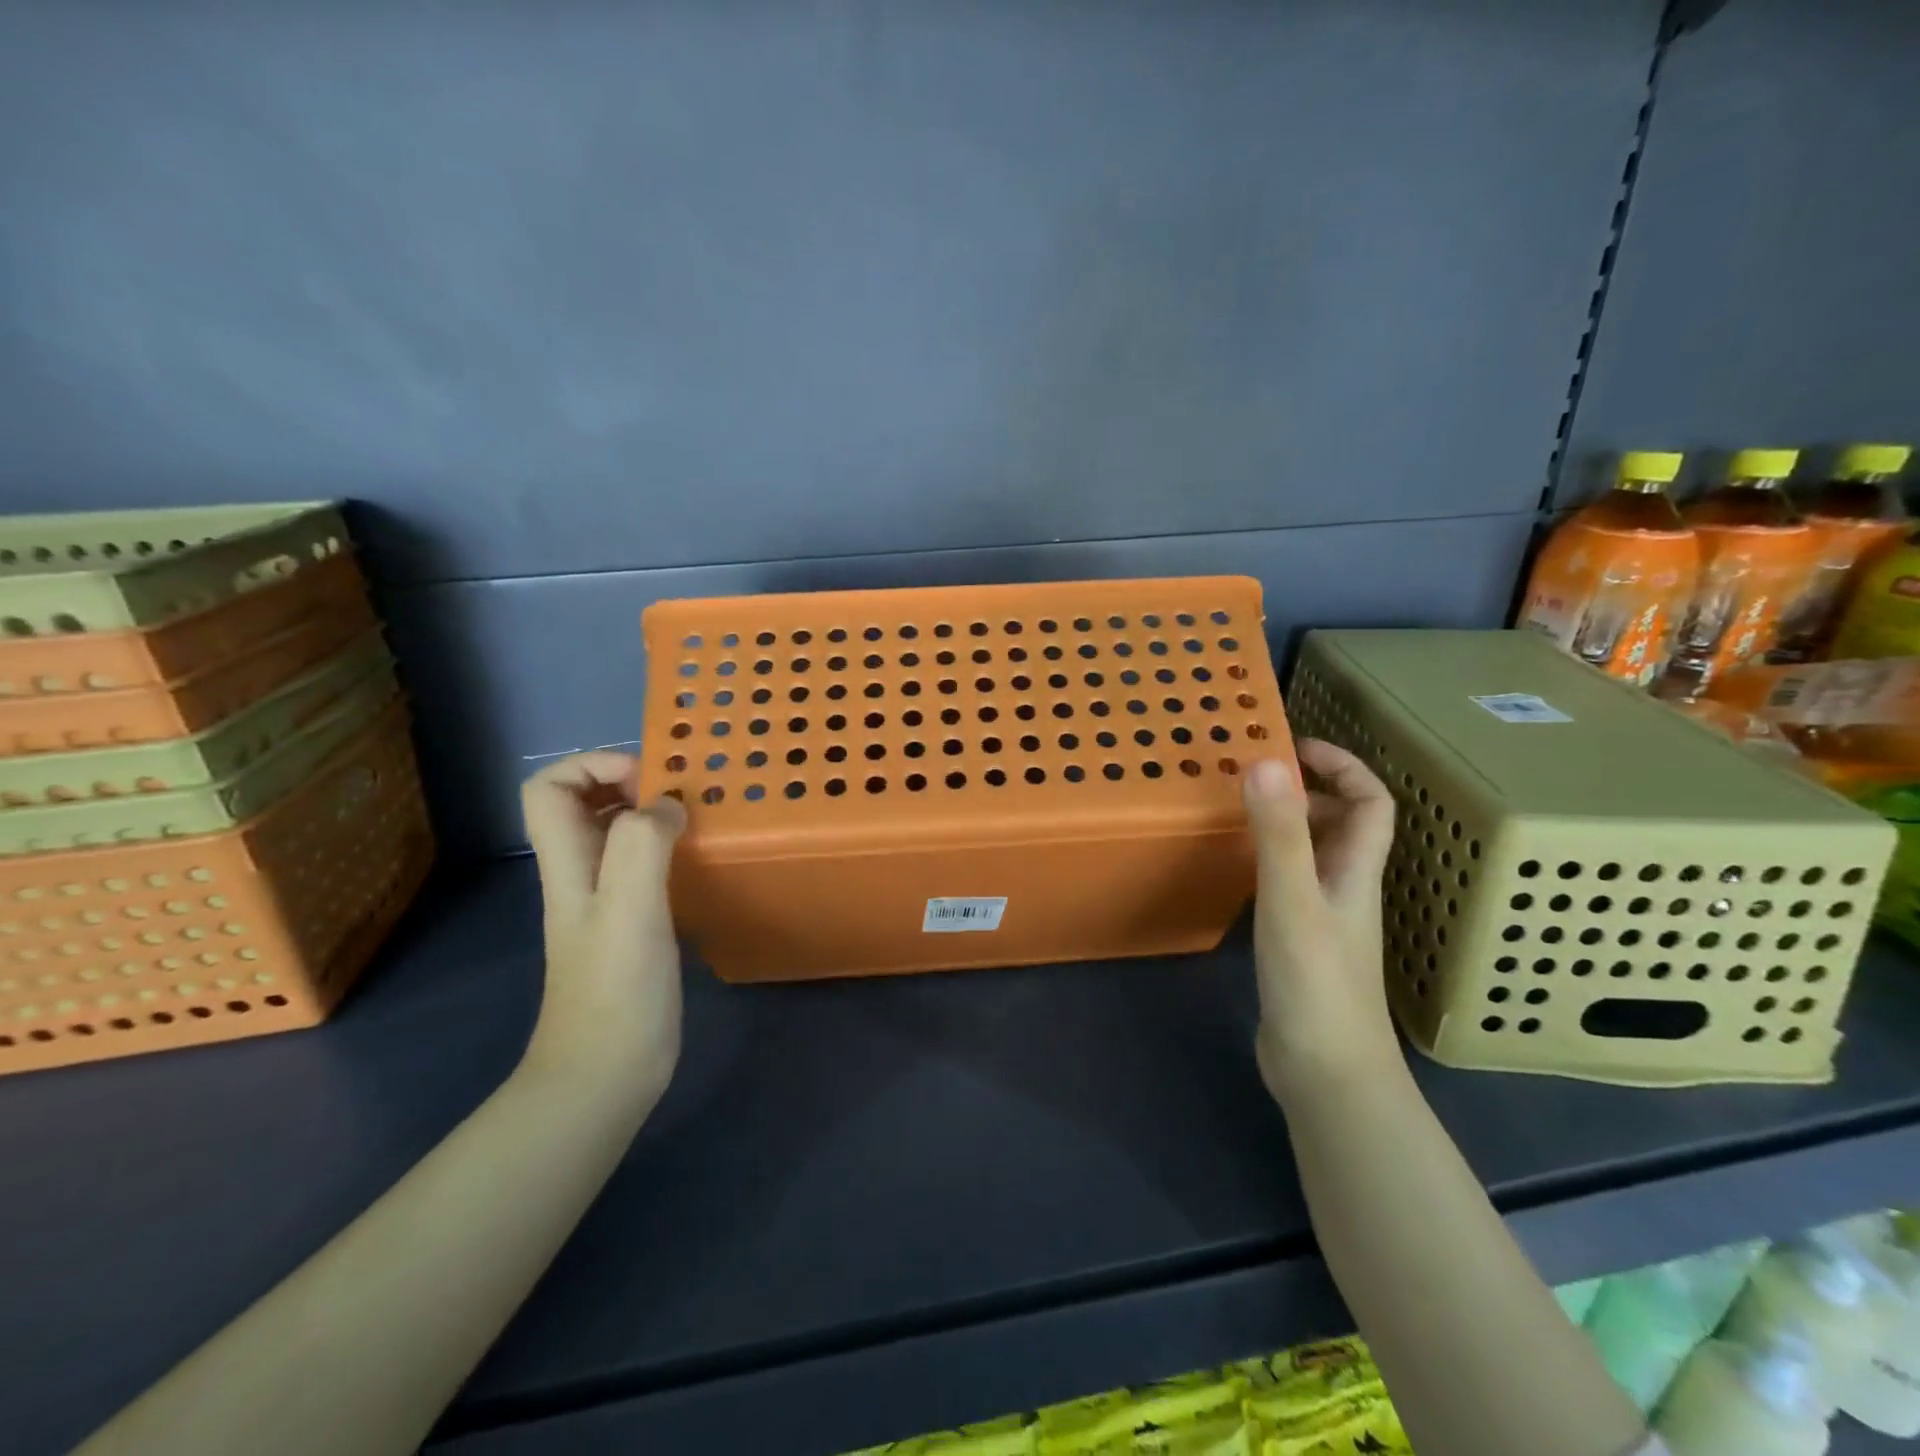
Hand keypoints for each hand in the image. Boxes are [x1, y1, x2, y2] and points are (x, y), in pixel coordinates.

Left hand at [520, 752, 686, 1103]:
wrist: (606, 1073)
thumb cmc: (616, 989)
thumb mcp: (630, 909)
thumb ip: (642, 844)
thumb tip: (668, 805)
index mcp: (567, 862)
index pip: (548, 787)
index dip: (592, 765)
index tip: (649, 781)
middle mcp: (580, 873)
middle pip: (582, 802)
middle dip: (629, 781)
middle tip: (680, 797)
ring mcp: (605, 900)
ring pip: (616, 832)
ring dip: (652, 813)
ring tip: (697, 819)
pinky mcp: (631, 924)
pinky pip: (643, 864)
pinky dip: (668, 849)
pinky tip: (699, 863)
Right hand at [1242, 739, 1400, 1105]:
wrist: (1327, 1073)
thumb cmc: (1315, 983)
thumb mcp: (1291, 900)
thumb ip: (1280, 833)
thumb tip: (1266, 761)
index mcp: (1355, 872)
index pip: (1371, 802)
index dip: (1342, 766)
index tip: (1293, 746)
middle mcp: (1346, 888)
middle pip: (1343, 825)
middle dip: (1307, 790)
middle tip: (1254, 778)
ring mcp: (1324, 919)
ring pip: (1314, 854)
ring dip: (1285, 825)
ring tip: (1238, 811)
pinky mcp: (1300, 944)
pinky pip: (1289, 883)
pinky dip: (1267, 862)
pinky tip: (1235, 868)